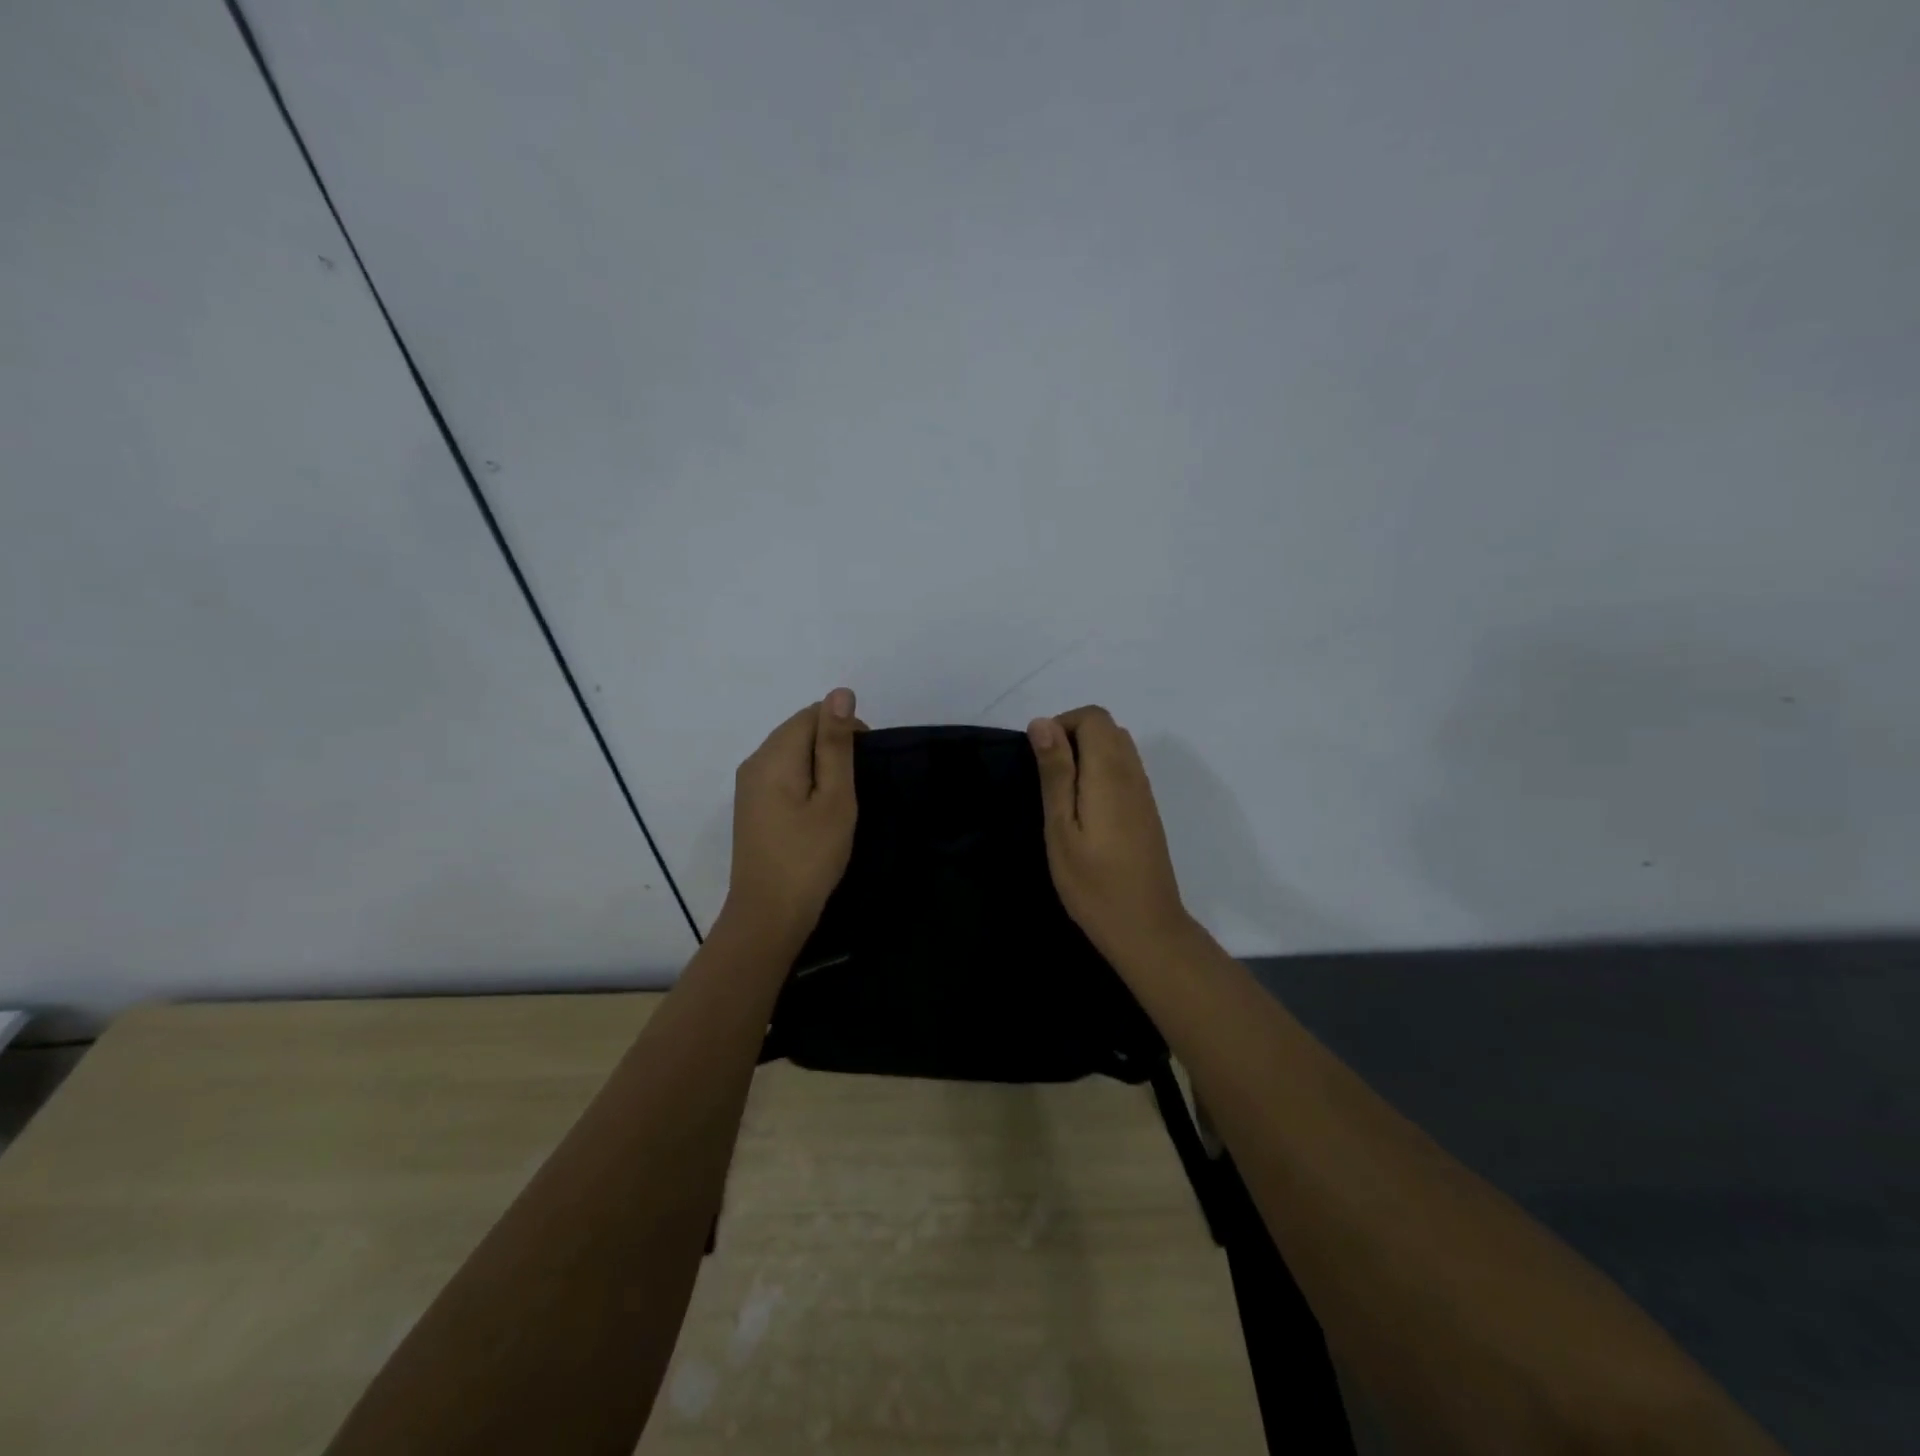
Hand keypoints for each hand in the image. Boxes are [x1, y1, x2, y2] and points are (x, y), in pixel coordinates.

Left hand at [720, 689, 863, 945]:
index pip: (813, 714)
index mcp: (773, 756)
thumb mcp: (834, 798)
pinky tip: (820, 808)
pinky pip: (783, 774)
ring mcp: (749, 786)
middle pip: (798, 730)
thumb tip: (840, 693)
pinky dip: (806, 779)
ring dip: (820, 763)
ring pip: (791, 752)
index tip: (865, 764)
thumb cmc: (810, 857)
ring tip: (843, 798)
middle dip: (832, 744)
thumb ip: (836, 745)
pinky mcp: (752, 806)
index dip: (845, 728)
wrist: (769, 915)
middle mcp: (754, 762)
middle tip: (857, 785)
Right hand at [1028, 706, 1195, 965]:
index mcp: (1110, 773)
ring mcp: (1144, 793)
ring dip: (1087, 755)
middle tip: (1048, 778)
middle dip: (1073, 736)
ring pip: (1118, 747)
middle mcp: (1133, 774)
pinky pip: (1125, 770)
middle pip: (1107, 728)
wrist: (1145, 927)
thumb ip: (1055, 772)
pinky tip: (1085, 811)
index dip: (1063, 724)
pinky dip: (1101, 772)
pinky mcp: (1147, 811)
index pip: (1094, 717)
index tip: (1040, 759)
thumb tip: (1042, 722)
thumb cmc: (1093, 883)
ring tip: (1063, 795)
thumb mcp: (1061, 827)